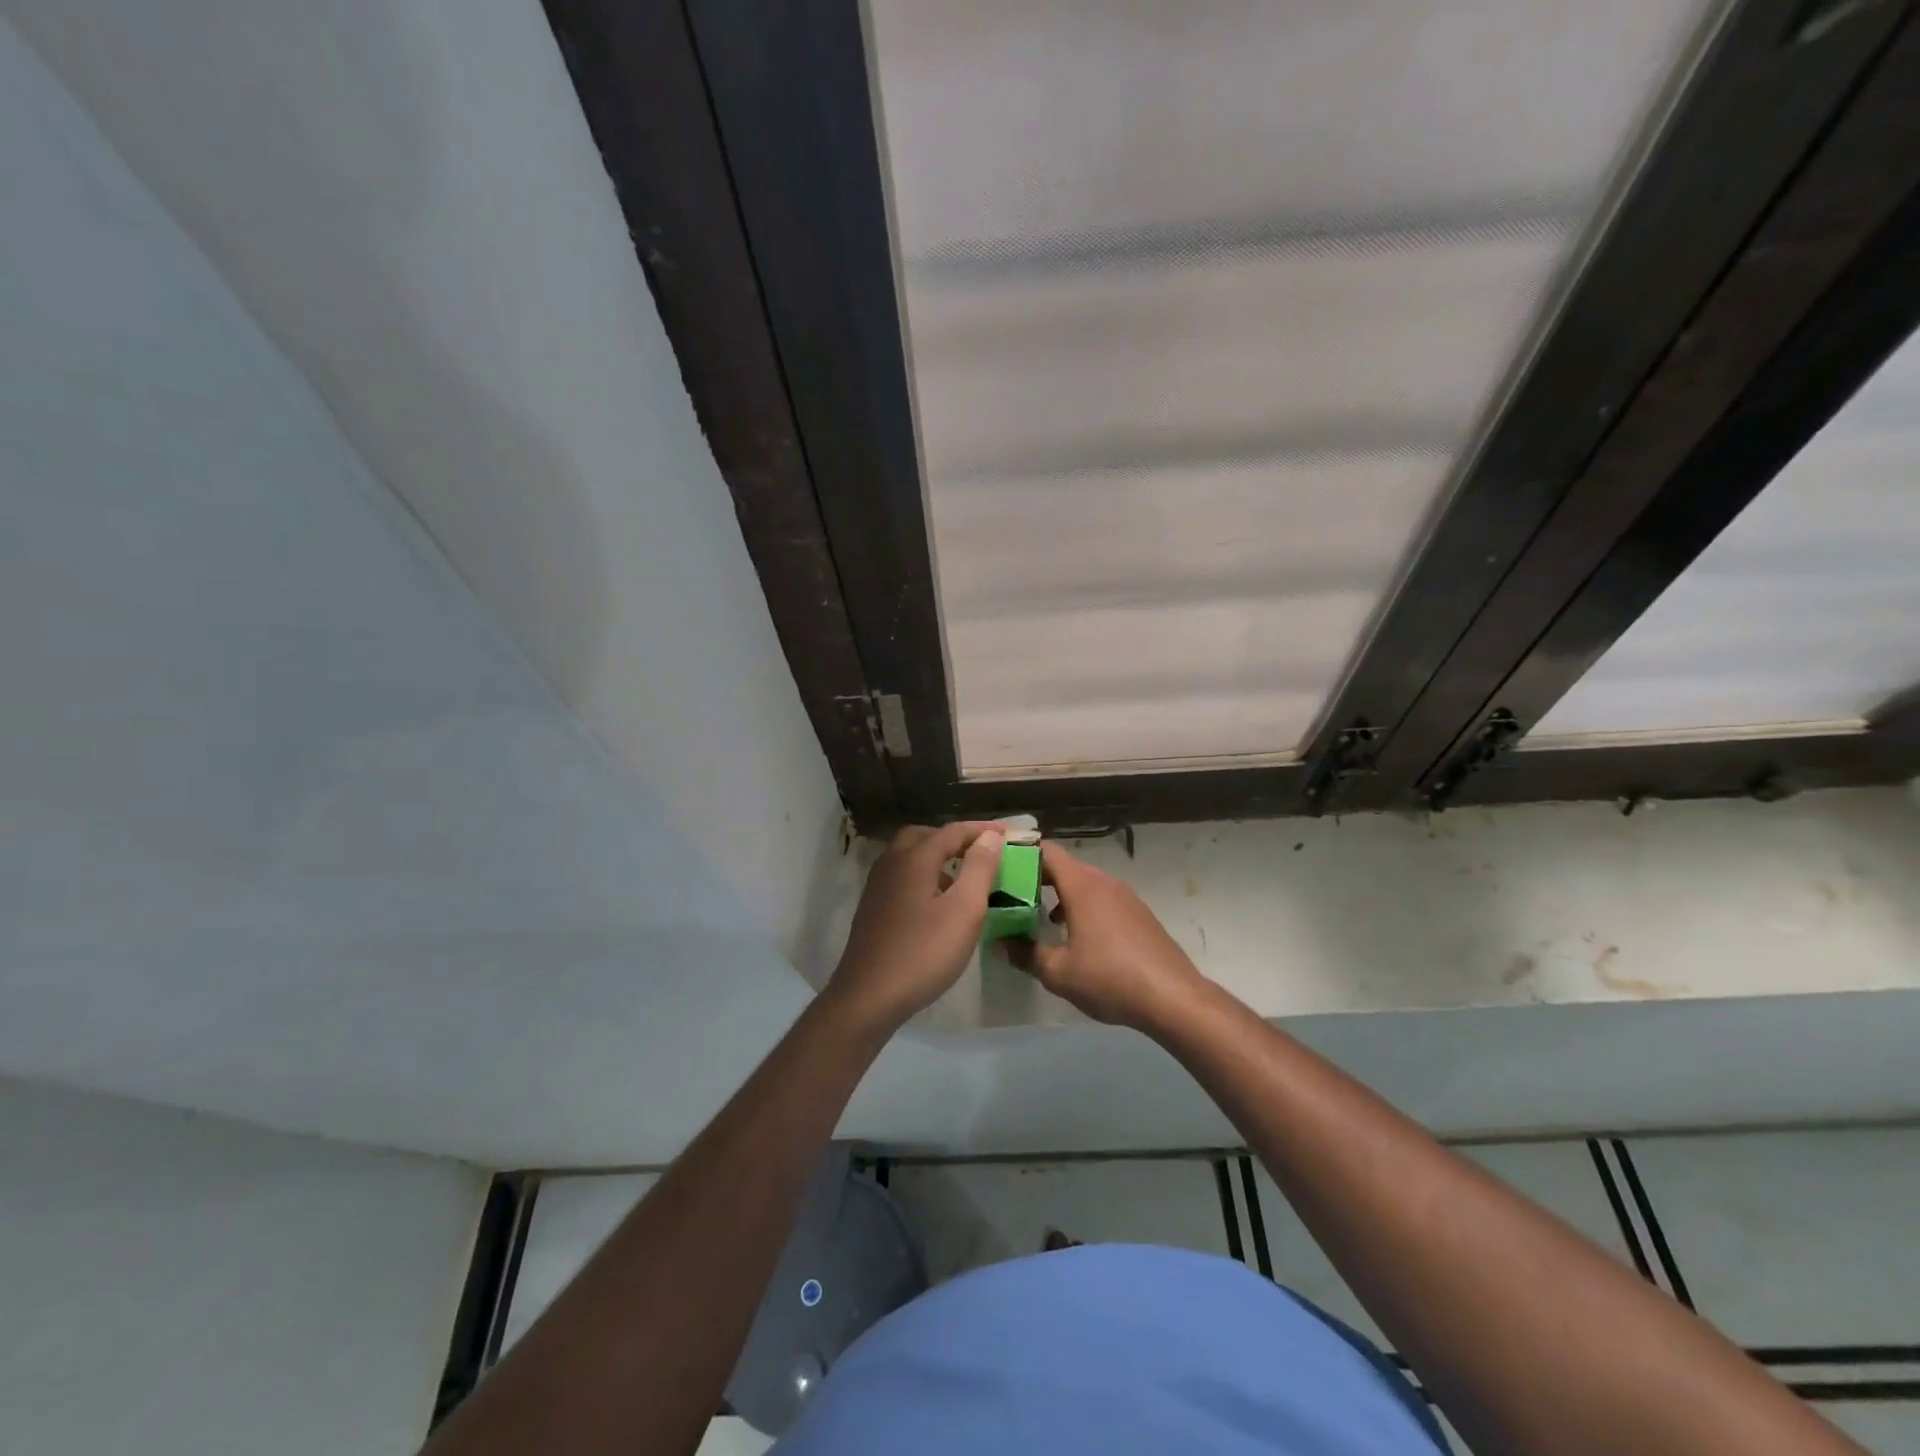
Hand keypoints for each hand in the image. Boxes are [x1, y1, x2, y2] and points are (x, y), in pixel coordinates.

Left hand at [827, 822, 1004, 1033]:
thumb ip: (980, 868)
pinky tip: (937, 903)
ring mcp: (877, 885)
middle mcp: (891, 862)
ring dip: (937, 858)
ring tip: (964, 878)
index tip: (1009, 834)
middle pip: (925, 836)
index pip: (953, 831)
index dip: (982, 830)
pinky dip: (924, 876)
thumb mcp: (964, 910)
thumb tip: (990, 836)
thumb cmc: (923, 952)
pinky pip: (902, 877)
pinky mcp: (872, 907)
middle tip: (981, 852)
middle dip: (954, 839)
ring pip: (910, 856)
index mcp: (914, 858)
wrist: (868, 997)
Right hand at [1006, 840, 1208, 1030]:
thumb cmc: (1109, 978)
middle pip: (1065, 866)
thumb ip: (1025, 954)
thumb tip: (997, 944)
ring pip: (1085, 883)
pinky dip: (1083, 906)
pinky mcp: (1139, 914)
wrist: (1173, 998)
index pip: (1047, 851)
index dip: (1022, 853)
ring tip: (1039, 917)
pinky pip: (1103, 898)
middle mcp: (1104, 882)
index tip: (1000, 865)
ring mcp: (1126, 897)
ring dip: (1061, 894)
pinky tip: (1076, 936)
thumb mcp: (1058, 972)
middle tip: (1011, 895)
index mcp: (1082, 886)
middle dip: (1037, 877)